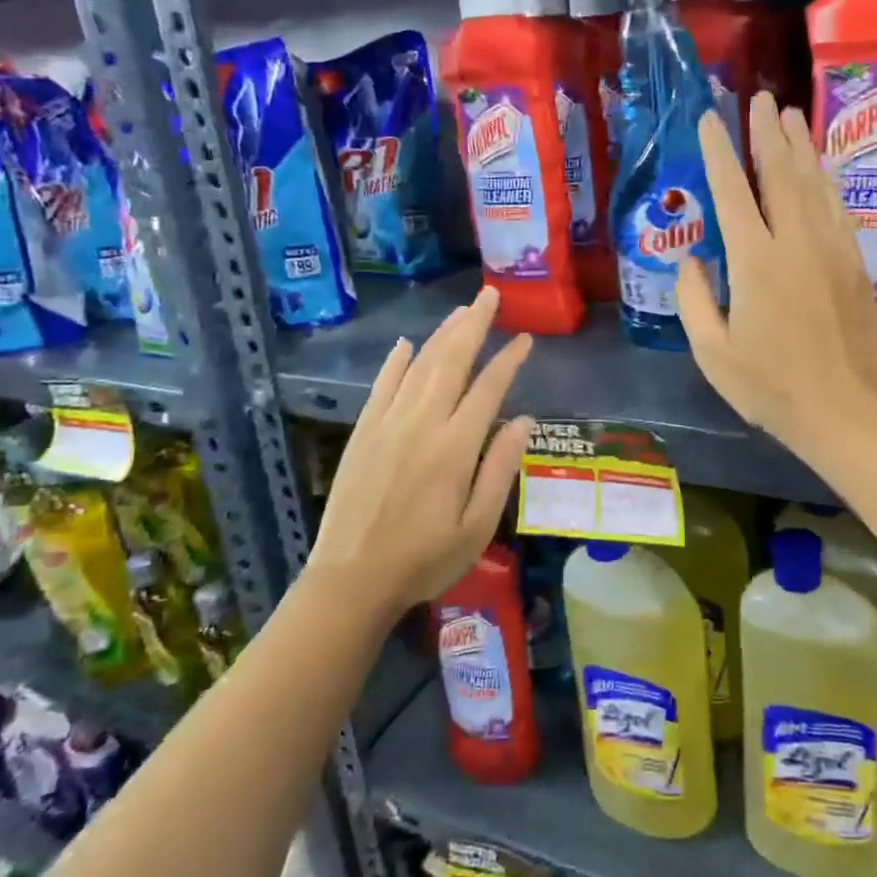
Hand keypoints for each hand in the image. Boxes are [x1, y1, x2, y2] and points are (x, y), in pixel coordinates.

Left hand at [309, 286, 533, 610]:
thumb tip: (524, 419)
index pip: (488, 388)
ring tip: (461, 311)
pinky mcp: (363, 433)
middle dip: (473, 325)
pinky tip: (406, 344)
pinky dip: (395, 361)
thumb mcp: (478, 526)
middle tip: (490, 296)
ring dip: (441, 334)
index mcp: (455, 446)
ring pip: (418, 365)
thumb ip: (500, 468)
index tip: (525, 339)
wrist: (351, 580)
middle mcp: (421, 423)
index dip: (509, 360)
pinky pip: (381, 385)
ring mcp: (387, 424)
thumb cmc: (425, 558)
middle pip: (451, 361)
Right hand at [676, 92, 876, 454]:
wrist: (846, 411)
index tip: (710, 119)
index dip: (719, 152)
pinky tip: (821, 170)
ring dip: (801, 147)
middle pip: (781, 174)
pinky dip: (826, 183)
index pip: (733, 193)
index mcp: (756, 263)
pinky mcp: (855, 264)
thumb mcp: (713, 353)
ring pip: (815, 184)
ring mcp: (833, 250)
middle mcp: (797, 243)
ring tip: (791, 116)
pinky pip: (838, 210)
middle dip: (768, 133)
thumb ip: (695, 300)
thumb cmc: (771, 387)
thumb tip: (690, 260)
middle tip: (760, 99)